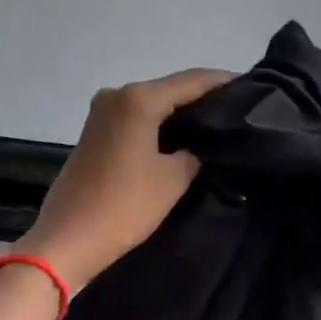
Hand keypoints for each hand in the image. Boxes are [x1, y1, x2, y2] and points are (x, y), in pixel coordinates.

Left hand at [16, 69, 231, 292]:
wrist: (69, 238)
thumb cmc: (125, 206)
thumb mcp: (172, 180)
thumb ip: (193, 153)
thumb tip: (198, 146)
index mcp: (138, 99)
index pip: (191, 81)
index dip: (222, 83)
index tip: (251, 88)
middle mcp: (116, 95)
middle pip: (168, 90)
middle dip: (200, 100)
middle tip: (235, 113)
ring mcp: (100, 114)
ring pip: (150, 106)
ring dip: (178, 115)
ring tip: (212, 128)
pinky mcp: (93, 134)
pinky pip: (135, 121)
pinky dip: (157, 127)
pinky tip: (179, 140)